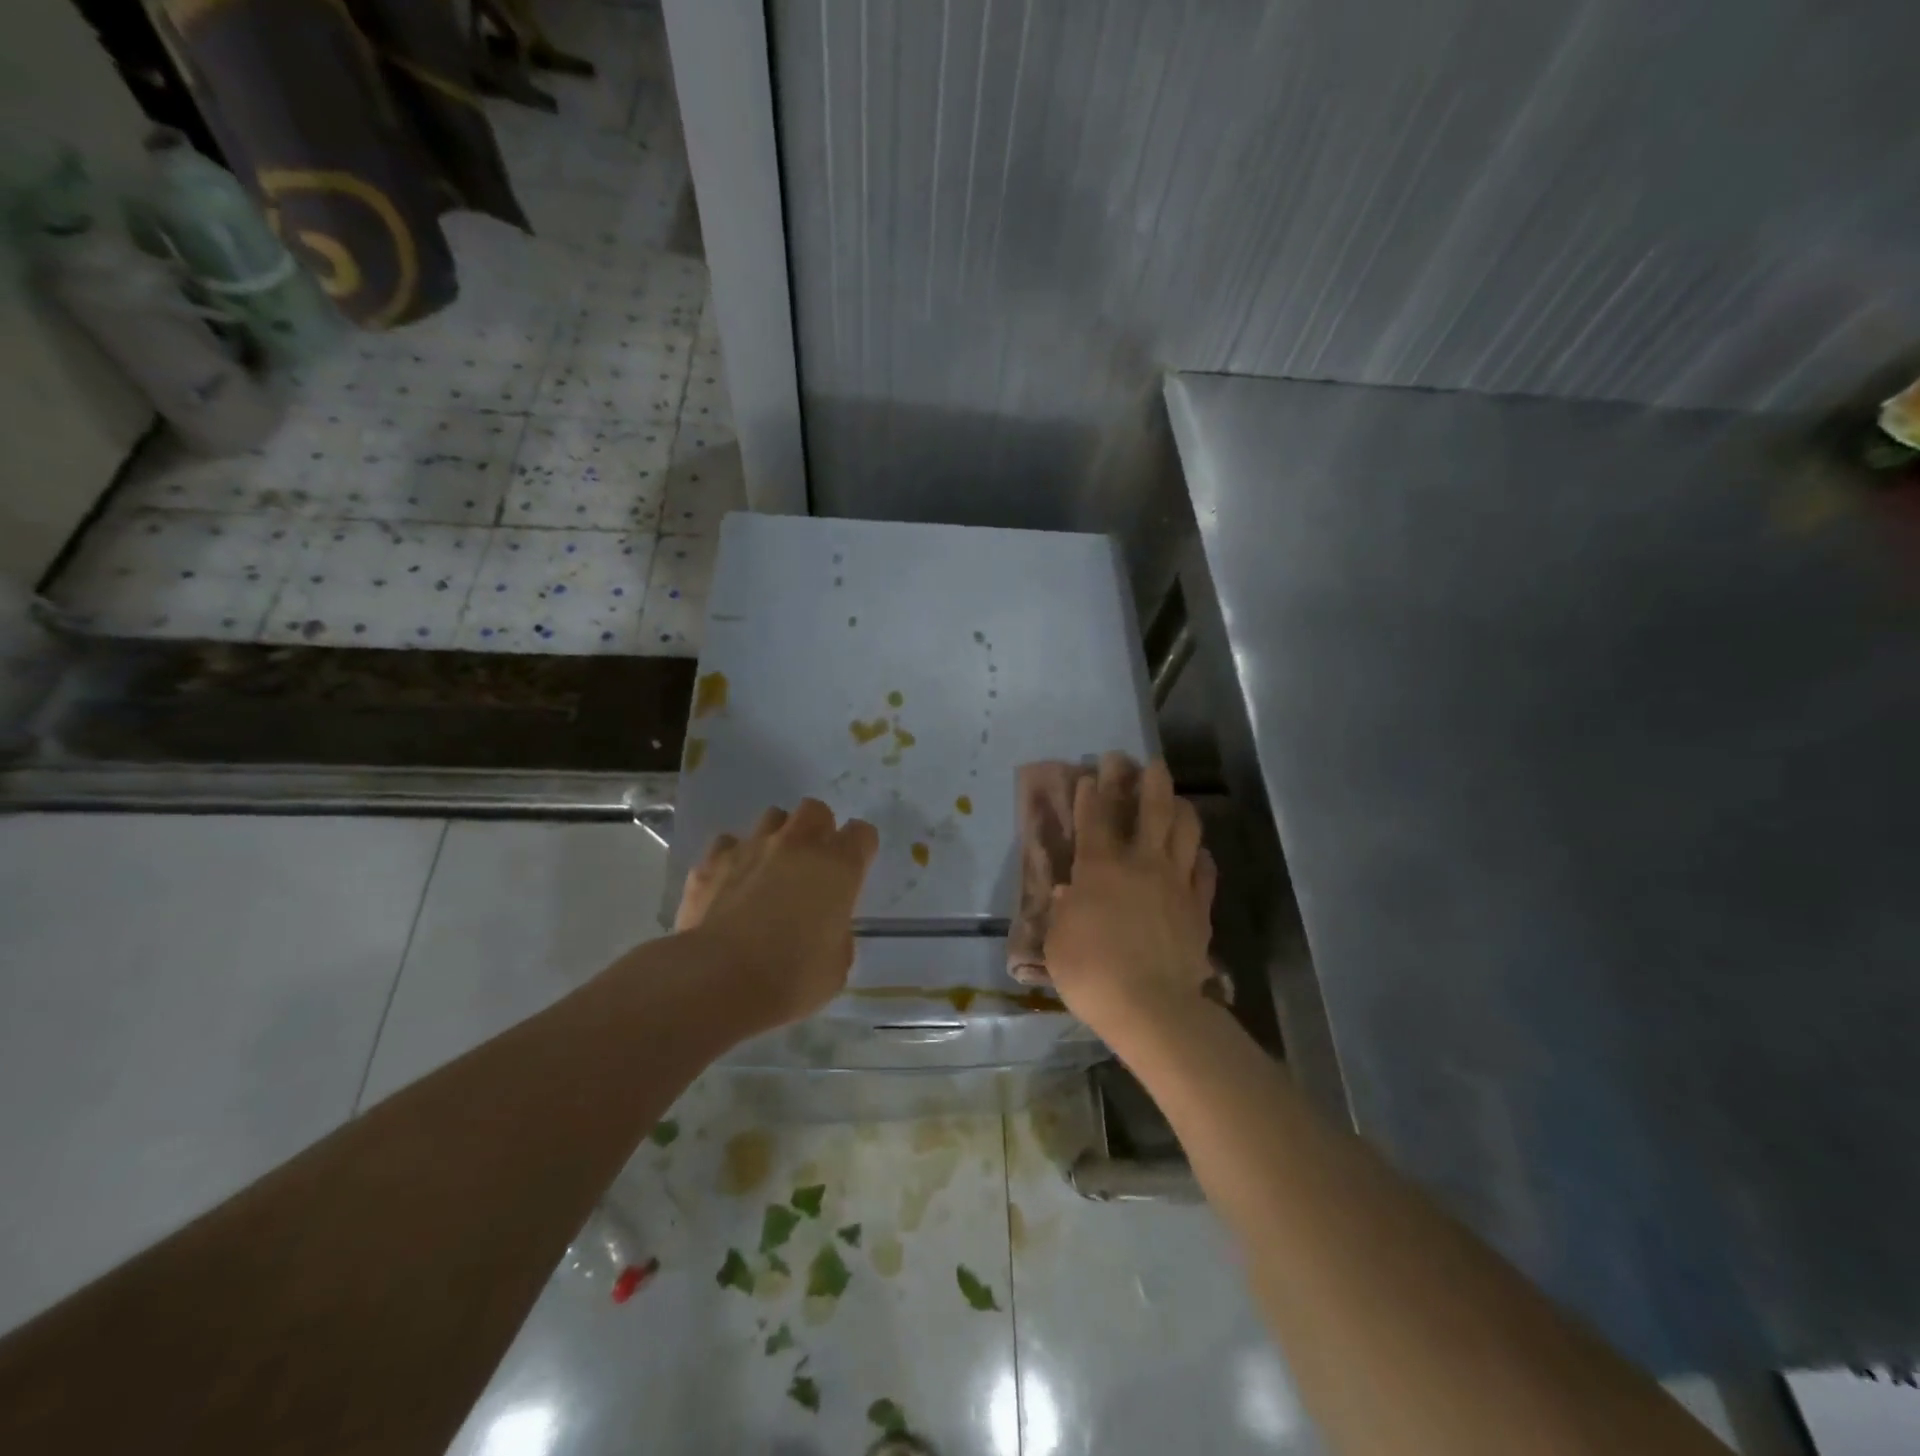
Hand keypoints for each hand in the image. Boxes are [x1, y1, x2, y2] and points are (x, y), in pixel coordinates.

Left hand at [675, 798, 878, 1031]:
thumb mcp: (836, 965)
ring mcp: (751, 848)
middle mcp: (797, 845)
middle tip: (813, 861)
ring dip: (777, 836)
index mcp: (838, 867)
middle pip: (815, 810)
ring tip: (771, 867)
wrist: (718, 980)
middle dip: (818, 828)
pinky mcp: (711, 862)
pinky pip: (728, 845)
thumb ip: (837, 934)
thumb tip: (826, 929)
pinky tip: (730, 883)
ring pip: (771, 818)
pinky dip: (734, 858)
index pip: (862, 834)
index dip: (860, 847)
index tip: (855, 868)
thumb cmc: (791, 978)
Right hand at [1044, 754, 1217, 1046]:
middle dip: (1147, 779)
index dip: (1092, 791)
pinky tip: (1198, 853)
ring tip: (1175, 798)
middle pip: (1152, 808)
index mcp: (1100, 867)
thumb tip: (1066, 892)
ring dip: (1180, 807)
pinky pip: (1205, 870)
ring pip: (1186, 830)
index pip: (1095, 816)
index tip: (1092, 773)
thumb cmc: (1091, 972)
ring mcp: (1176, 882)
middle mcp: (1141, 863)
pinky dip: (1201, 856)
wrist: (1152, 1007)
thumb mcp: (1057, 940)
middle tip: (1144, 762)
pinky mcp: (1199, 907)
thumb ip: (1062, 910)